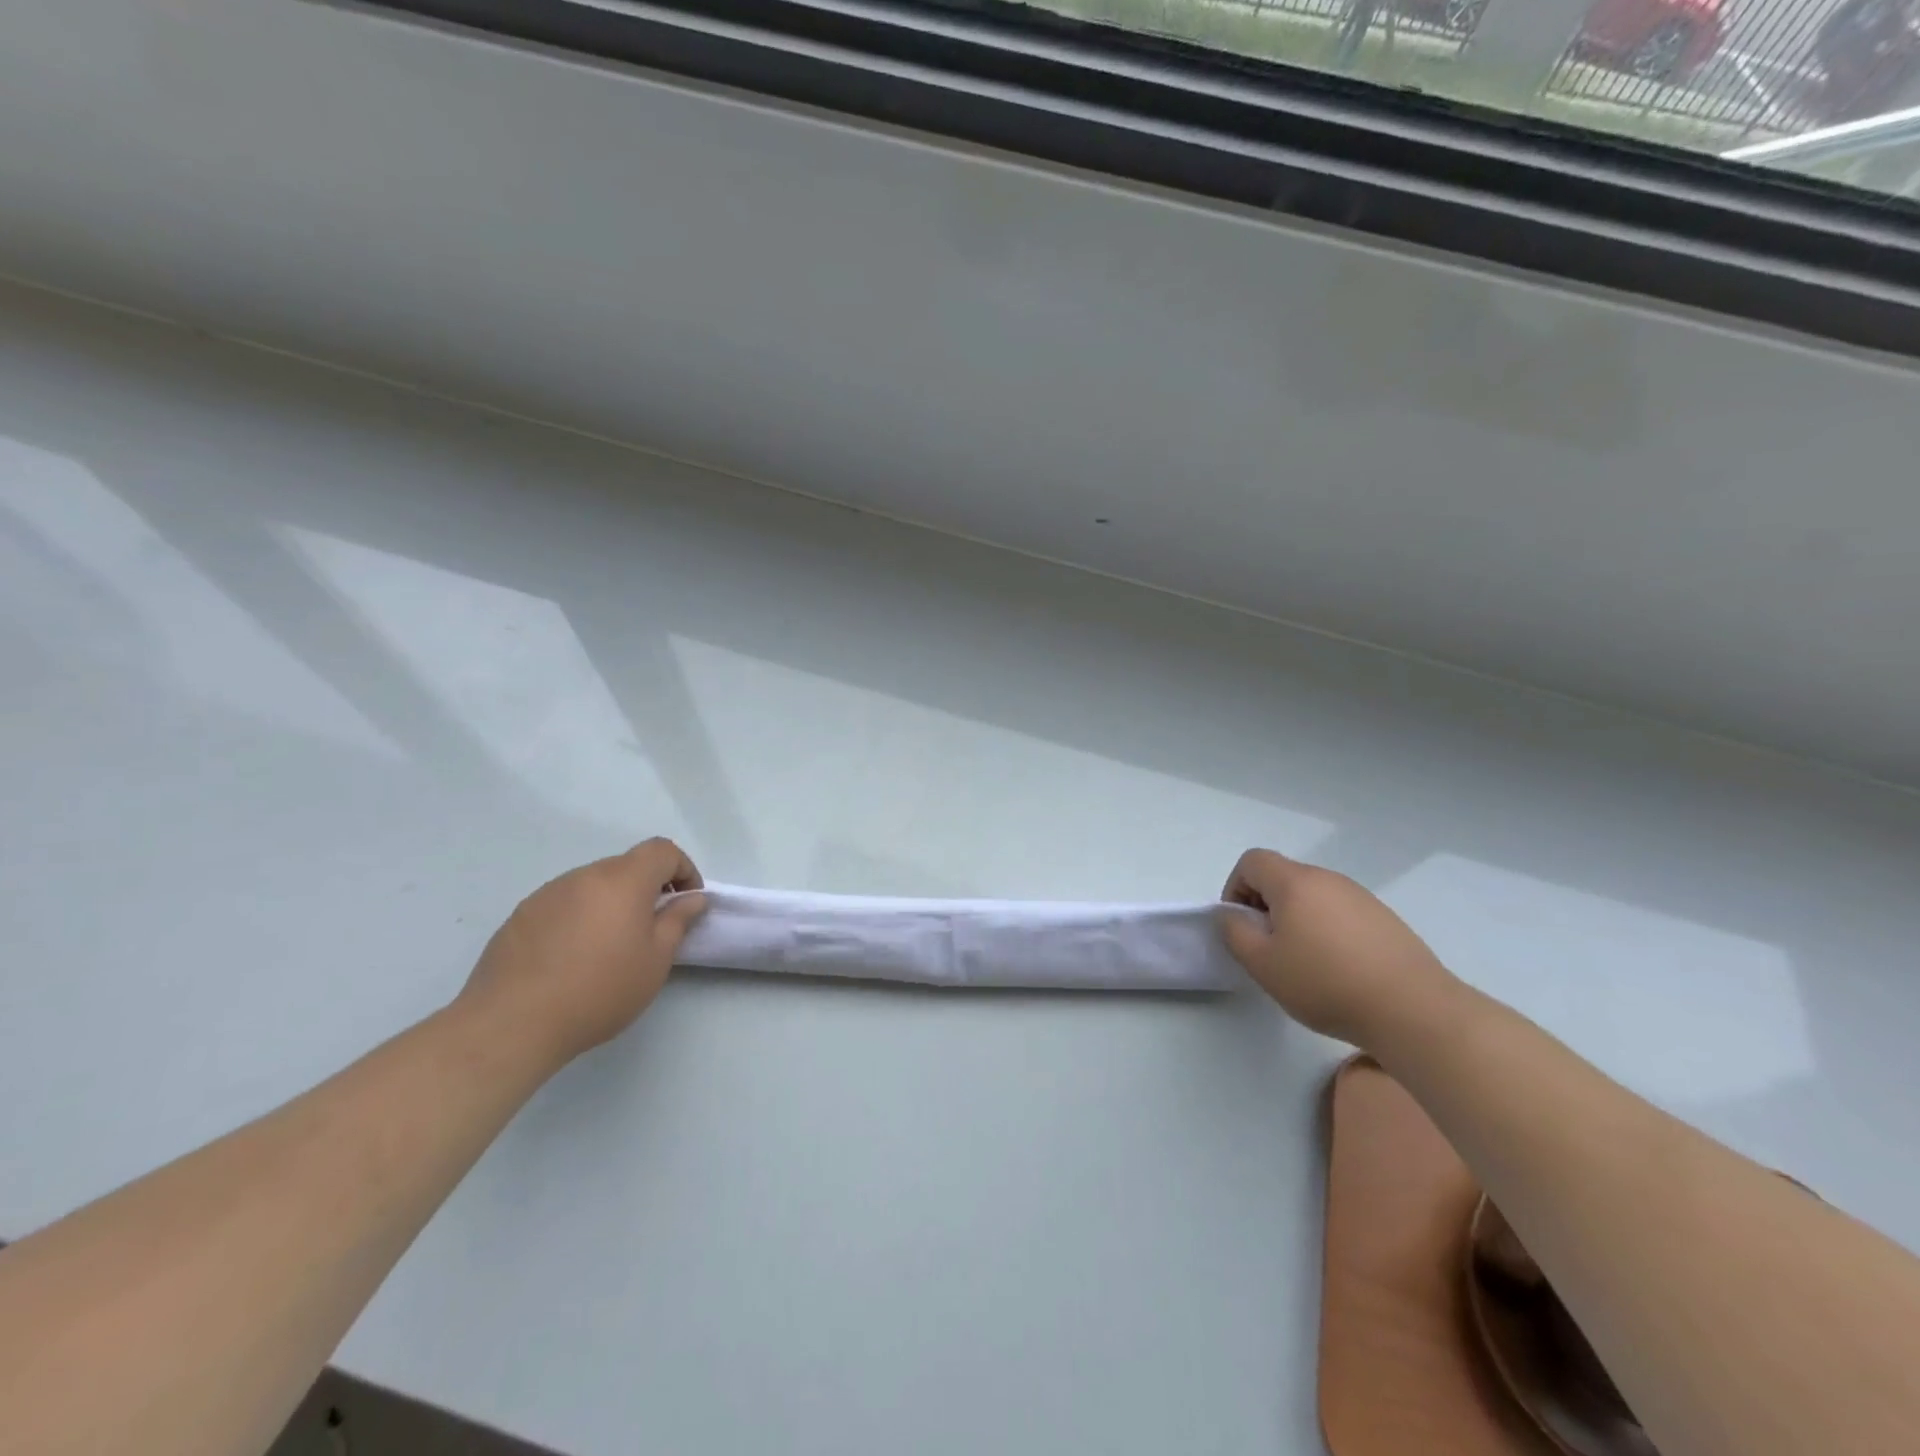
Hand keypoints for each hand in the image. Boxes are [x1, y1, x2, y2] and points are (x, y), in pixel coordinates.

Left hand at [457, 838, 706, 1067]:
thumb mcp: (655, 961)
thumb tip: (691, 898)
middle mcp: (584, 876)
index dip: (683, 869)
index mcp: (623, 880)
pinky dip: (580, 918)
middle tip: (652, 928)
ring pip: (593, 885)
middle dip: (647, 888)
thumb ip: (677, 921)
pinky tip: (572, 958)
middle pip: (626, 866)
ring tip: (609, 947)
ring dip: (611, 903)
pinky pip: (564, 904)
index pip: (662, 850)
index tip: (687, 901)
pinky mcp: (521, 915)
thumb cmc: (599, 990)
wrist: (511, 1024)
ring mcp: (548, 893)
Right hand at [1218, 848, 1459, 1049]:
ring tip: (1304, 962)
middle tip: (1268, 948)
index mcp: (1294, 882)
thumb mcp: (1262, 964)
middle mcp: (1328, 879)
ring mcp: (1361, 897)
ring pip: (1313, 896)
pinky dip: (1328, 930)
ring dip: (1297, 919)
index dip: (1235, 888)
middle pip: (1283, 877)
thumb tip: (1230, 915)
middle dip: (1266, 905)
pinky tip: (1339, 969)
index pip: (1252, 861)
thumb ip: (1234, 932)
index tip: (1241, 925)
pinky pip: (1341, 913)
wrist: (1413, 1009)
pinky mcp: (1385, 919)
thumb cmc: (1325, 982)